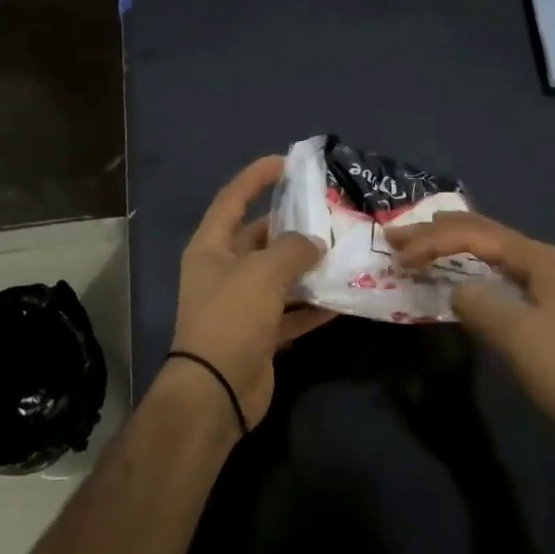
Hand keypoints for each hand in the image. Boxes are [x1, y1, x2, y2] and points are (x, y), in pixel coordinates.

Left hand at [167, 155, 334, 431]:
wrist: (217, 391)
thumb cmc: (231, 318)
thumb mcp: (262, 273)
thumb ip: (292, 249)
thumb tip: (314, 242)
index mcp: (212, 247)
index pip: (233, 199)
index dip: (256, 177)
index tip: (287, 162)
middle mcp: (224, 271)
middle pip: (260, 237)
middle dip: (292, 225)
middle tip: (329, 211)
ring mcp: (242, 304)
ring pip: (279, 275)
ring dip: (307, 266)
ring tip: (343, 249)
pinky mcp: (260, 333)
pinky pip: (291, 311)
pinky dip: (312, 306)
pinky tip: (342, 298)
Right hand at [386, 211, 554, 455]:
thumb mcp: (515, 333)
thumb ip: (478, 302)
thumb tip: (455, 290)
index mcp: (536, 257)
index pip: (474, 235)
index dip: (433, 241)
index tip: (398, 257)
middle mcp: (538, 259)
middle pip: (479, 233)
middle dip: (436, 232)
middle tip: (396, 237)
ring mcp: (539, 280)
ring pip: (485, 250)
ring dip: (448, 245)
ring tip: (415, 244)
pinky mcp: (535, 303)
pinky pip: (490, 271)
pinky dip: (463, 266)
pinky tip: (450, 271)